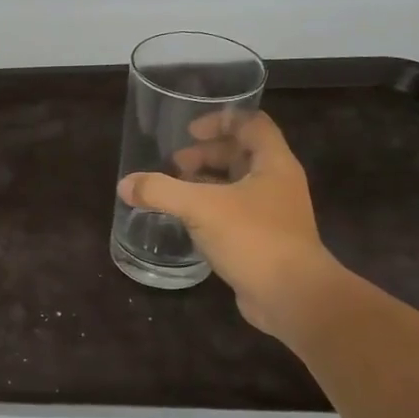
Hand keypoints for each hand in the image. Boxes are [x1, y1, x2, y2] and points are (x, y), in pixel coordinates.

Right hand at [118, 111, 343, 339]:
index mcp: (273, 164)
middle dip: (207, 153)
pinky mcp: (265, 239)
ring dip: (208, 180)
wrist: (292, 297)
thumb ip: (161, 192)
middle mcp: (278, 183)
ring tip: (177, 188)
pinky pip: (235, 212)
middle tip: (176, 163)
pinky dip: (211, 208)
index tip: (189, 132)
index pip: (251, 124)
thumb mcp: (201, 208)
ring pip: (238, 184)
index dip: (220, 120)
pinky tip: (188, 220)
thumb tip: (125, 185)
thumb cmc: (254, 238)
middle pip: (243, 153)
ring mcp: (274, 213)